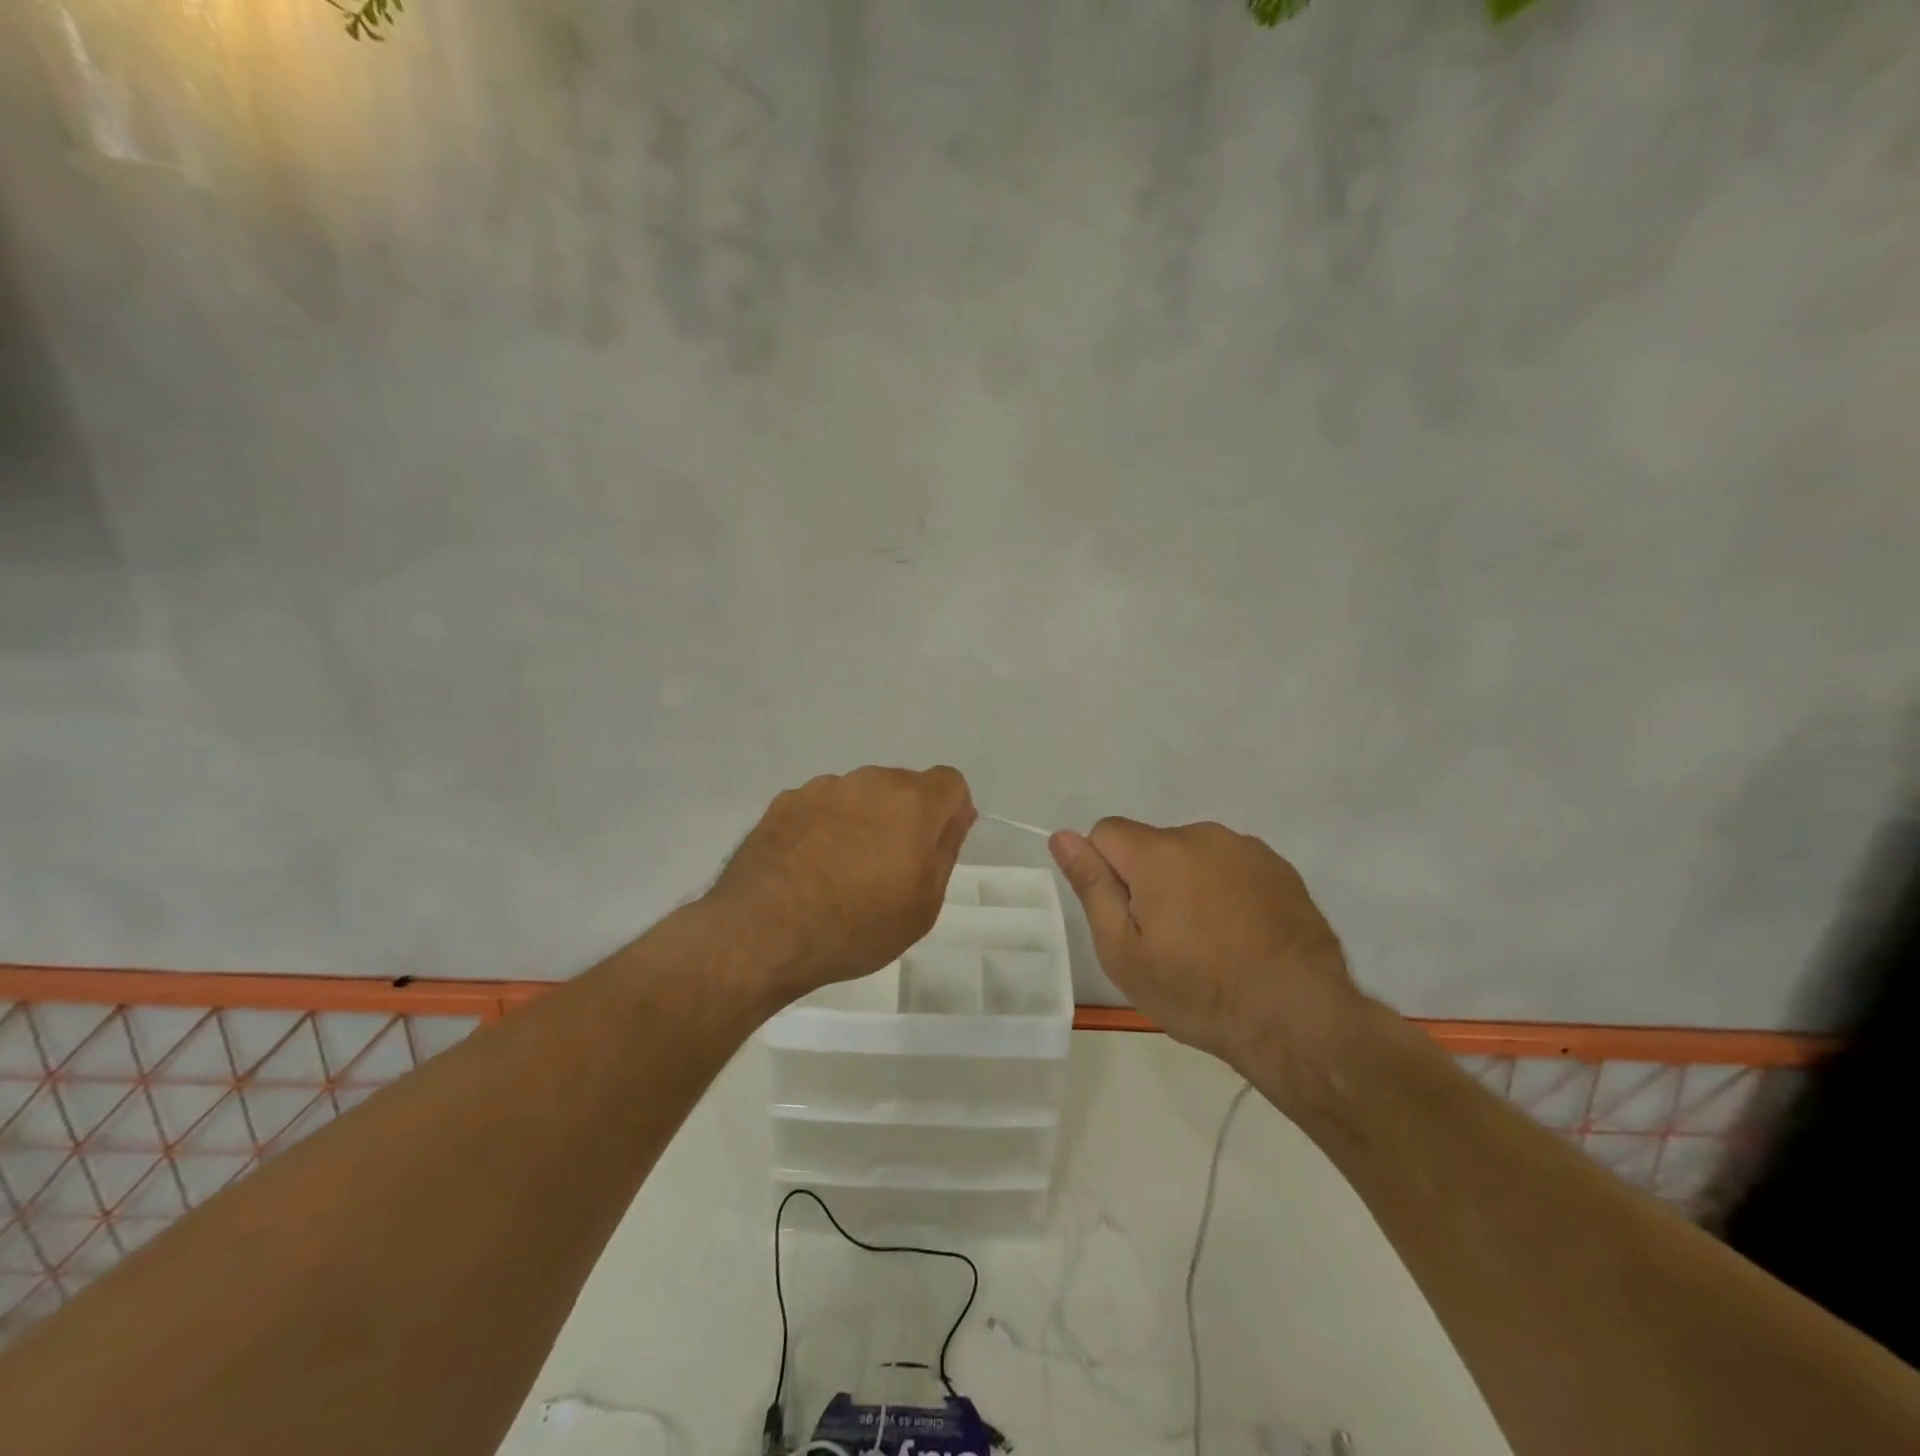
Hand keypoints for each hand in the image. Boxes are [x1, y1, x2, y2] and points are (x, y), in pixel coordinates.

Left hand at [709, 766, 976, 1003]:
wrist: (763, 931)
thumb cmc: (857, 925)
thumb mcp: (923, 904)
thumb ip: (945, 849)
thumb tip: (958, 814)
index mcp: (912, 802)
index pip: (950, 783)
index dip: (949, 812)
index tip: (934, 848)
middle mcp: (869, 781)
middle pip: (902, 786)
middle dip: (904, 817)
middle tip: (888, 868)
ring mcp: (822, 788)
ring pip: (859, 795)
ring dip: (862, 820)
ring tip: (841, 871)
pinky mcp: (784, 802)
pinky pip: (820, 806)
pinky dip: (823, 827)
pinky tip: (807, 868)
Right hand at [1049, 818, 1366, 1084]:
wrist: (1299, 1019)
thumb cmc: (1197, 992)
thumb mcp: (1124, 951)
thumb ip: (1092, 886)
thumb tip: (1062, 836)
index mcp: (1158, 853)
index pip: (1107, 832)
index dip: (1105, 871)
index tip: (1126, 917)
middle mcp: (1202, 836)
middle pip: (1152, 845)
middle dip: (1148, 880)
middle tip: (1167, 941)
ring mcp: (1247, 849)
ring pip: (1194, 856)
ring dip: (1189, 884)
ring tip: (1210, 943)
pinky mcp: (1280, 868)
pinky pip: (1232, 867)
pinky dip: (1226, 891)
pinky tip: (1243, 937)